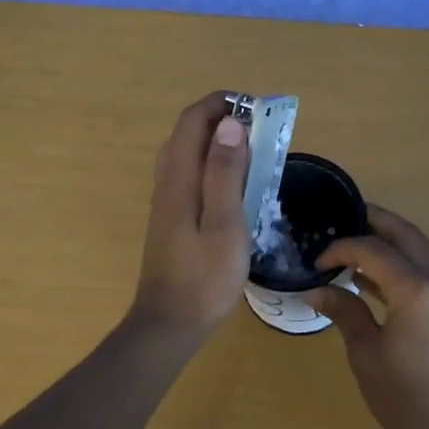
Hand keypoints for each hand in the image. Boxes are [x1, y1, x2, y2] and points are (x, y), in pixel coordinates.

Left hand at [132, 92, 251, 335]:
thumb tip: (230, 124)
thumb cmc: (204, 278)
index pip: (192, 121)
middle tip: (260, 128)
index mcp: (179, 179)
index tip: (255, 107)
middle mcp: (168, 182)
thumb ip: (225, 173)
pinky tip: (238, 183)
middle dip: (222, 118)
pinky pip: (191, 173)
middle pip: (188, 132)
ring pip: (188, 152)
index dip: (220, 103)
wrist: (170, 325)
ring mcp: (167, 200)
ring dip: (219, 141)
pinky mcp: (173, 217)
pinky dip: (214, 164)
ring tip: (254, 150)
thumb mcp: (225, 224)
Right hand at [303, 207, 428, 428]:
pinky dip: (404, 262)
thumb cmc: (407, 400)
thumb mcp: (367, 355)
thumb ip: (344, 312)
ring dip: (390, 241)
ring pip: (420, 248)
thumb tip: (316, 290)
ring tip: (356, 244)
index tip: (318, 261)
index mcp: (415, 289)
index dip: (342, 248)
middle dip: (373, 221)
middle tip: (344, 217)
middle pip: (404, 233)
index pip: (372, 249)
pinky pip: (428, 269)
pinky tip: (377, 278)